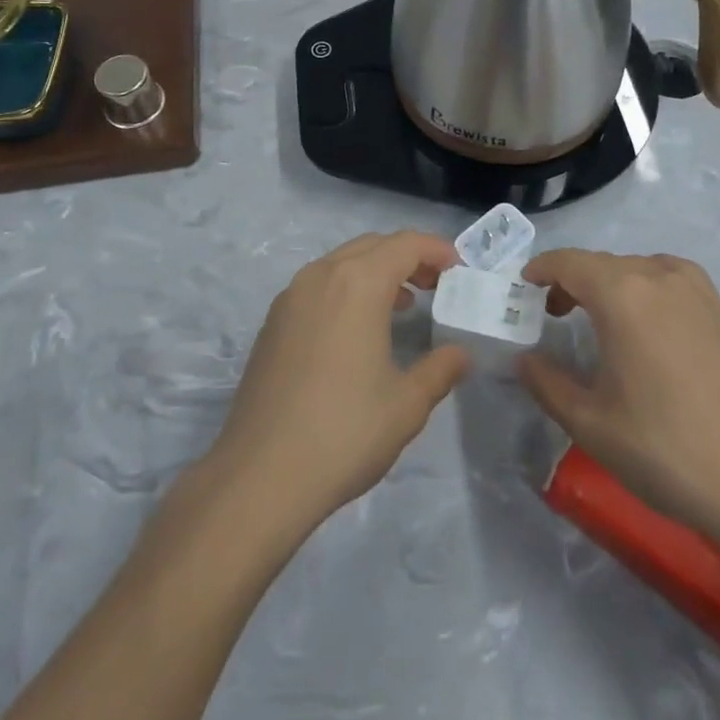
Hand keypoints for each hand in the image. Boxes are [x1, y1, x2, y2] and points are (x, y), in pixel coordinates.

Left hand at [208, 232, 469, 530]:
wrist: (261, 474)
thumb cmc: (345, 432)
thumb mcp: (407, 404)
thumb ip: (440, 369)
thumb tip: (459, 354)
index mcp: (358, 283)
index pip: (405, 244)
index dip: (436, 250)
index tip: (459, 269)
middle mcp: (321, 276)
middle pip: (372, 246)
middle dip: (408, 258)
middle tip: (436, 286)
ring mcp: (291, 297)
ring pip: (341, 263)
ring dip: (375, 272)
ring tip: (402, 305)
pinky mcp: (273, 322)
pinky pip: (319, 286)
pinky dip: (347, 289)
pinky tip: (358, 329)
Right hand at [516, 250, 719, 540]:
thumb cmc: (663, 449)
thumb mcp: (589, 422)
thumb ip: (546, 382)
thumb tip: (524, 359)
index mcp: (622, 294)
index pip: (569, 262)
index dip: (541, 269)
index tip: (523, 285)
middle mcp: (659, 276)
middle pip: (602, 264)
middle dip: (572, 281)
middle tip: (552, 314)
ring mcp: (697, 290)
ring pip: (637, 269)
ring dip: (609, 284)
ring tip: (597, 319)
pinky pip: (669, 280)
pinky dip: (644, 289)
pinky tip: (646, 325)